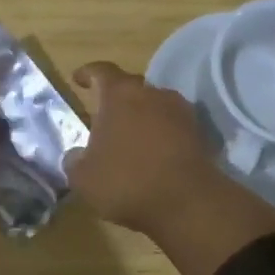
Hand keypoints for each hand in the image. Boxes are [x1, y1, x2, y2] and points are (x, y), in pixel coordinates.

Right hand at [65, 61, 220, 232]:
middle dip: (115, 99)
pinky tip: (152, 154)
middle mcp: (151, 93)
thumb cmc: (126, 181)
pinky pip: (172, 125)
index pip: (100, 71)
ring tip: (129, 138)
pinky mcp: (200, 133)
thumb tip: (76, 155)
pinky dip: (161, 134)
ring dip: (141, 116)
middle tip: (103, 117)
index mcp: (119, 95)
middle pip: (130, 86)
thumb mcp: (83, 178)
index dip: (87, 74)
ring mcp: (180, 111)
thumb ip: (74, 161)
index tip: (78, 80)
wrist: (188, 203)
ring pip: (154, 105)